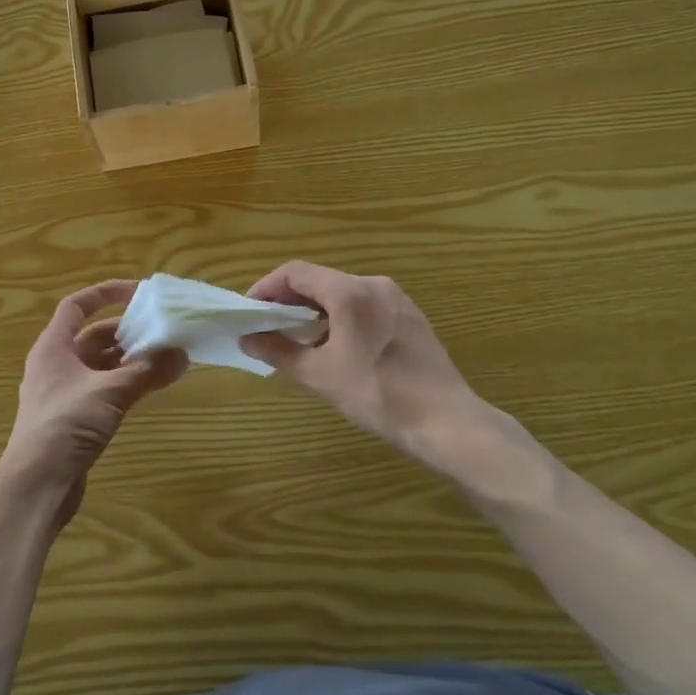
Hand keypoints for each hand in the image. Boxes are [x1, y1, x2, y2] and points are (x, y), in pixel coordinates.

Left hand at [0, 280, 186, 530]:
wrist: (36, 485)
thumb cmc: (65, 425)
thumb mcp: (109, 392)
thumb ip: (147, 371)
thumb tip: (181, 354)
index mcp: (53, 347)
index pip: (76, 306)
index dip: (105, 293)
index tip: (138, 292)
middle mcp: (56, 365)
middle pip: (92, 336)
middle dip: (126, 331)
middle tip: (161, 330)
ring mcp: (63, 393)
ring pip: (100, 365)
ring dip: (129, 360)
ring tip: (165, 357)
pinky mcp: (73, 419)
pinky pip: (103, 390)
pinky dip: (125, 384)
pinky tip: (150, 388)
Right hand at [242, 263, 536, 481]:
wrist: (447, 422)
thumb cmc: (378, 395)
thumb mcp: (320, 375)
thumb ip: (279, 351)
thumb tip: (248, 339)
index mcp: (350, 292)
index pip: (295, 272)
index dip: (266, 287)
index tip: (248, 311)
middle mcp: (374, 284)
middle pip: (319, 280)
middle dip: (288, 299)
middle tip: (267, 325)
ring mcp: (397, 299)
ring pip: (342, 292)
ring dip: (314, 309)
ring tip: (296, 337)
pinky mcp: (410, 316)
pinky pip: (364, 305)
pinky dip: (339, 316)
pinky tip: (334, 345)